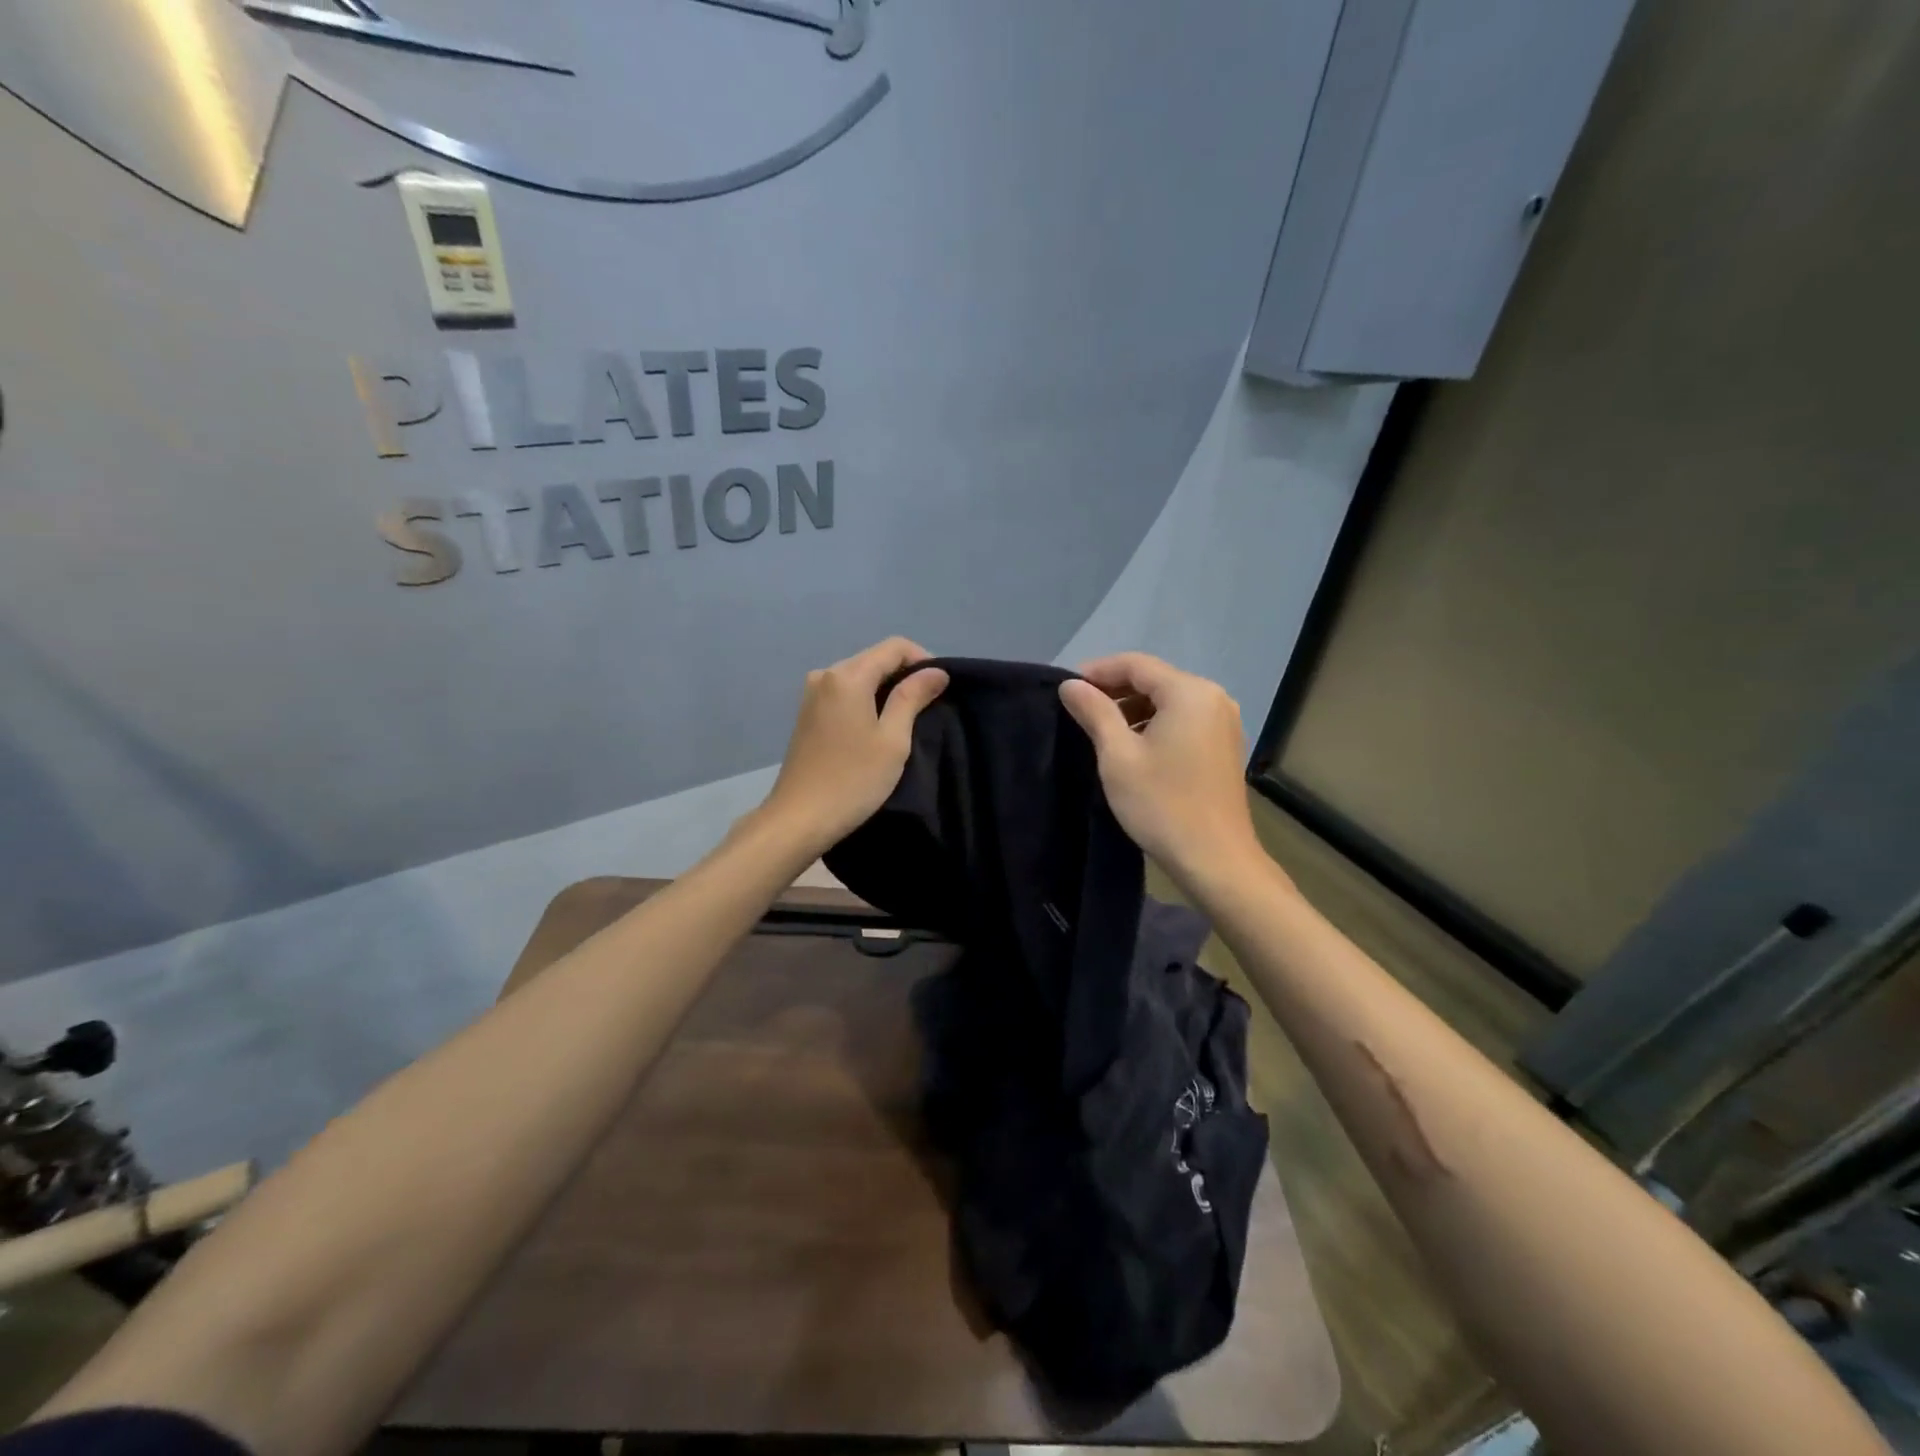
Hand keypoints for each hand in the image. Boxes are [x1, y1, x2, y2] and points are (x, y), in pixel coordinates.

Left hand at [761, 637, 948, 851]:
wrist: (800, 818)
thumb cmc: (853, 780)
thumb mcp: (892, 739)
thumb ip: (912, 698)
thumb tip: (936, 672)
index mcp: (847, 676)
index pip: (894, 647)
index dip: (923, 660)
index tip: (940, 688)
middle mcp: (825, 675)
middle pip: (874, 658)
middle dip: (904, 674)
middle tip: (928, 705)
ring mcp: (811, 694)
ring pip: (859, 676)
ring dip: (885, 689)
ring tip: (906, 718)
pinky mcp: (807, 713)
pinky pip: (844, 693)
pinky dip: (865, 700)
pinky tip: (877, 726)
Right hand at [1059, 653, 1264, 885]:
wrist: (1215, 859)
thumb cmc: (1161, 804)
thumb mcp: (1118, 756)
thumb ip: (1095, 712)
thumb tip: (1071, 684)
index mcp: (1189, 692)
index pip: (1136, 664)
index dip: (1098, 671)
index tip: (1067, 688)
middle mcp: (1214, 697)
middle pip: (1155, 679)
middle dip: (1116, 690)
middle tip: (1080, 710)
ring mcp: (1224, 722)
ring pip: (1170, 700)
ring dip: (1135, 709)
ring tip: (1102, 730)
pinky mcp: (1225, 745)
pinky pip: (1185, 720)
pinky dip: (1156, 724)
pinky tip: (1134, 747)